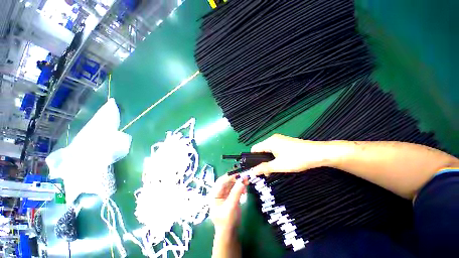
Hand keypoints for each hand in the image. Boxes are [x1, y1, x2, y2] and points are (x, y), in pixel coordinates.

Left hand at [210, 174, 247, 233]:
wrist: (229, 233)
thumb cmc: (226, 221)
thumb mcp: (231, 207)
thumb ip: (236, 193)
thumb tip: (242, 180)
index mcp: (214, 194)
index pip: (221, 181)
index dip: (230, 176)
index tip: (239, 174)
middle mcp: (218, 192)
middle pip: (227, 181)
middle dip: (235, 178)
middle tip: (245, 177)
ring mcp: (224, 194)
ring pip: (231, 184)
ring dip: (239, 182)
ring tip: (247, 182)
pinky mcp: (230, 196)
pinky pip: (235, 188)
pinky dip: (240, 187)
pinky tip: (245, 190)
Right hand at [250, 134, 334, 175]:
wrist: (318, 153)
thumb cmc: (297, 159)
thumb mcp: (279, 165)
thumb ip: (264, 168)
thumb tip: (252, 172)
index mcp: (269, 142)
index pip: (254, 149)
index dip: (253, 159)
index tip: (256, 169)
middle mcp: (273, 139)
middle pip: (261, 150)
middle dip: (262, 161)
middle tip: (267, 173)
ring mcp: (280, 140)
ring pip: (268, 150)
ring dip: (269, 160)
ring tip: (274, 170)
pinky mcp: (285, 142)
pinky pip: (275, 149)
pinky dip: (274, 157)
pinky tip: (281, 164)